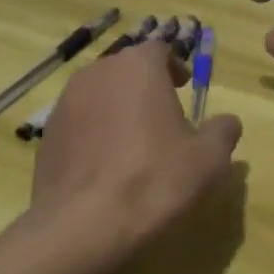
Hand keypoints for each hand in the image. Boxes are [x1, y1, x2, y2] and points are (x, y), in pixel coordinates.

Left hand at [29, 40, 242, 254]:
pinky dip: (94, 134)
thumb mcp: (209, 158)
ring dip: (118, 109)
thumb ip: (222, 131)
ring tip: (134, 144)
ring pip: (100, 95)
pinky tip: (106, 167)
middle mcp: (96, 73)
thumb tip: (226, 122)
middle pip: (126, 69)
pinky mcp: (46, 135)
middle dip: (145, 87)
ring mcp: (65, 103)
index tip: (185, 88)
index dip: (175, 66)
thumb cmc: (155, 180)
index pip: (159, 49)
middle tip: (164, 116)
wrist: (83, 225)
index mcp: (137, 66)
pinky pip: (79, 123)